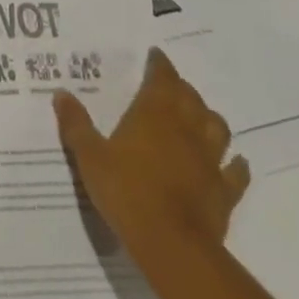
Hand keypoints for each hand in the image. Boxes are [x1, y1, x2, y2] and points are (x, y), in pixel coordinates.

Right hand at [54, 46, 249, 272]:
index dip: (160, 65)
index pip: (162, 78)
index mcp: (153, 114)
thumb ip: (75, 124)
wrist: (170, 243)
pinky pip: (236, 172)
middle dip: (181, 88)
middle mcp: (185, 129)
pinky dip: (236, 164)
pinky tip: (235, 162)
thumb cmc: (125, 191)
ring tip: (199, 117)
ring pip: (217, 127)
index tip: (156, 56)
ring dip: (209, 118)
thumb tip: (62, 93)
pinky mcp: (224, 190)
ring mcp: (209, 160)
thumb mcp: (89, 156)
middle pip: (190, 98)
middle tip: (170, 85)